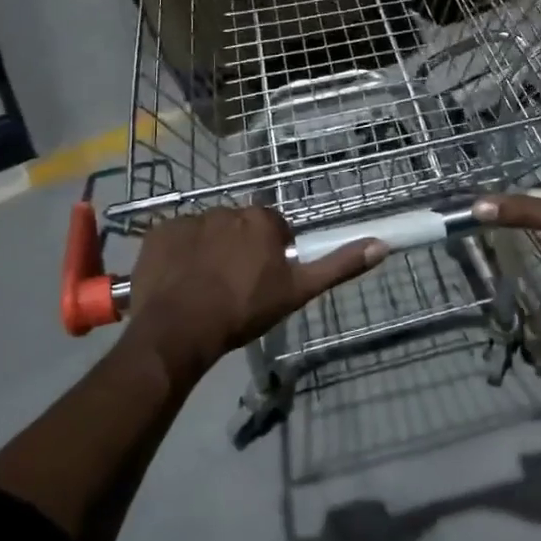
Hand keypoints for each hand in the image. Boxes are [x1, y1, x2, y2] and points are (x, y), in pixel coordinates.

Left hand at [123, 206, 384, 371]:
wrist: (179, 330)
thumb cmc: (243, 310)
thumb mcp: (298, 291)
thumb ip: (338, 265)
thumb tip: (381, 245)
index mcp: (262, 220)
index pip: (273, 228)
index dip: (270, 254)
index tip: (263, 281)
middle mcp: (227, 209)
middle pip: (239, 227)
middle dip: (238, 249)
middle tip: (233, 286)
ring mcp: (189, 219)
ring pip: (207, 232)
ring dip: (208, 251)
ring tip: (203, 287)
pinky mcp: (159, 232)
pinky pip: (175, 239)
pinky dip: (178, 255)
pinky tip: (178, 281)